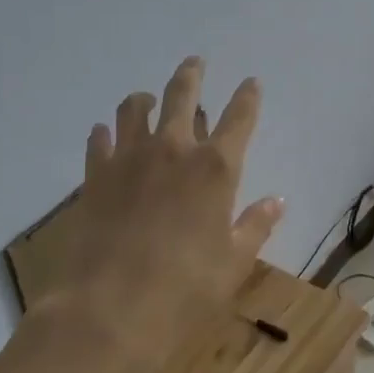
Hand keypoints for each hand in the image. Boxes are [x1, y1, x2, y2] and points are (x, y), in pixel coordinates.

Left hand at [44, 57, 283, 372]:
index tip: (251, 82)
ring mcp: (129, 158)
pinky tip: (106, 135)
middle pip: (183, 94)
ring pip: (135, 108)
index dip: (248, 96)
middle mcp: (174, 149)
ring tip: (148, 99)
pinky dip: (106, 133)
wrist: (109, 310)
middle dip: (192, 74)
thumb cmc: (185, 290)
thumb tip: (278, 201)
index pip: (239, 117)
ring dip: (145, 99)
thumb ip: (256, 226)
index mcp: (216, 168)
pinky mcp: (95, 175)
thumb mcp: (234, 263)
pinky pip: (100, 140)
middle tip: (195, 62)